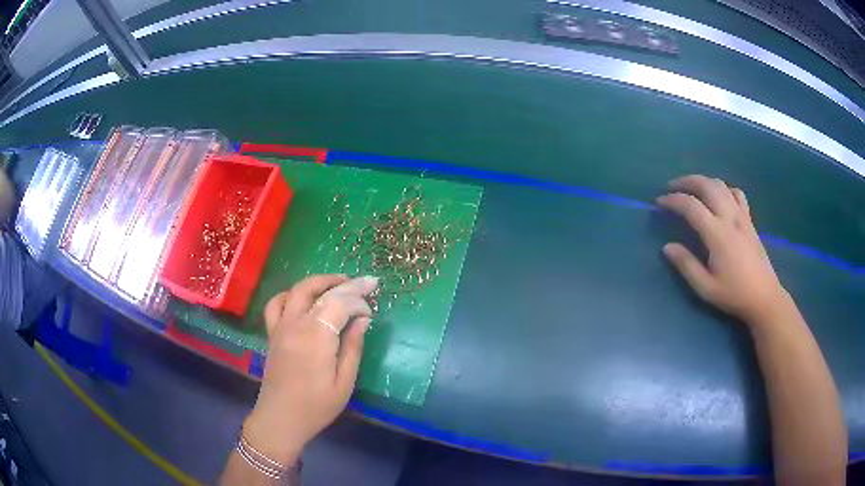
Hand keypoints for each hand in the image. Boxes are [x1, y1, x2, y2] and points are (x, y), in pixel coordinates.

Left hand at [242, 274, 377, 465]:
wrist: (280, 419)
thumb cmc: (316, 407)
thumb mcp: (344, 383)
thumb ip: (353, 347)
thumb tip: (363, 320)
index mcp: (316, 338)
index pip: (339, 303)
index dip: (358, 299)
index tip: (372, 306)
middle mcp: (296, 325)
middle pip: (319, 291)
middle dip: (345, 283)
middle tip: (365, 282)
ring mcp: (280, 327)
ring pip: (297, 290)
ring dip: (318, 282)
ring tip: (338, 284)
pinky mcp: (272, 333)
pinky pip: (276, 303)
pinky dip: (291, 294)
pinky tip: (304, 299)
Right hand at [657, 175, 788, 323]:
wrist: (764, 297)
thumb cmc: (734, 294)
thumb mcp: (706, 288)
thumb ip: (686, 265)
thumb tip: (667, 247)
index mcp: (717, 234)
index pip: (691, 206)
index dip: (673, 200)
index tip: (659, 203)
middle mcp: (729, 218)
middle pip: (707, 185)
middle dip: (686, 181)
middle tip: (672, 187)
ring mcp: (742, 216)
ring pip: (721, 185)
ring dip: (703, 181)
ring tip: (692, 189)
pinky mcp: (749, 220)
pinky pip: (736, 194)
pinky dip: (724, 189)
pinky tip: (719, 197)